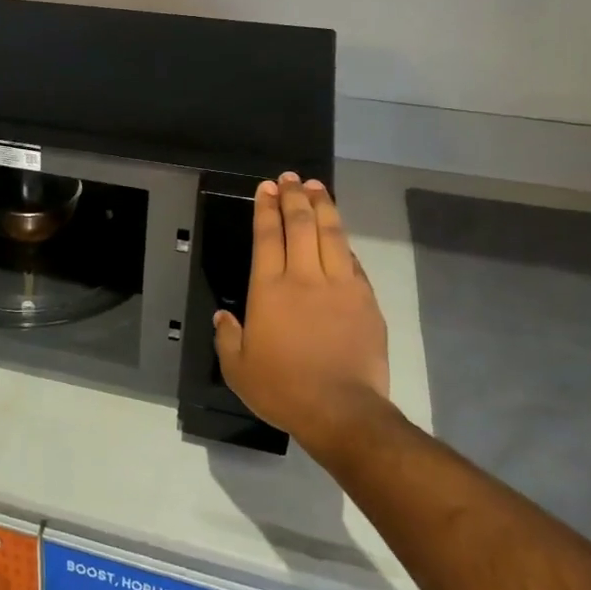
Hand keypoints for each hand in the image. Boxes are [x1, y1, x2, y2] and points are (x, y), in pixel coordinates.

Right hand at [213, 173, 395, 459]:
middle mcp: (304, 278)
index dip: (266, 208)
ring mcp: (340, 286)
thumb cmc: (282, 389)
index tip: (267, 188)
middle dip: (294, 197)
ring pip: (332, 234)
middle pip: (300, 225)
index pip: (267, 236)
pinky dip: (343, 242)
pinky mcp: (366, 300)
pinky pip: (353, 261)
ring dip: (323, 207)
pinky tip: (339, 234)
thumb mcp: (238, 368)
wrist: (342, 410)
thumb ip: (227, 337)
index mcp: (269, 289)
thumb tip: (225, 317)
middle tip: (291, 179)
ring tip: (318, 187)